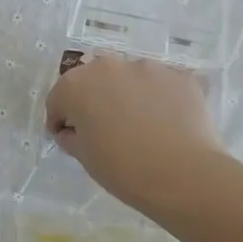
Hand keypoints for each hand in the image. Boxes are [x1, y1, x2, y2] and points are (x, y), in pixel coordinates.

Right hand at [45, 54, 229, 212]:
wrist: (183, 175)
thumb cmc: (122, 168)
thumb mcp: (84, 158)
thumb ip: (72, 137)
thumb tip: (74, 131)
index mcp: (75, 85)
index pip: (59, 99)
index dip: (62, 120)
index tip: (70, 137)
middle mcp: (108, 66)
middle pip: (94, 81)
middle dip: (95, 99)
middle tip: (105, 128)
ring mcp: (146, 67)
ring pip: (130, 79)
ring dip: (128, 95)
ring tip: (141, 124)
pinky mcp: (179, 75)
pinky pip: (161, 84)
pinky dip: (160, 98)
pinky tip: (167, 122)